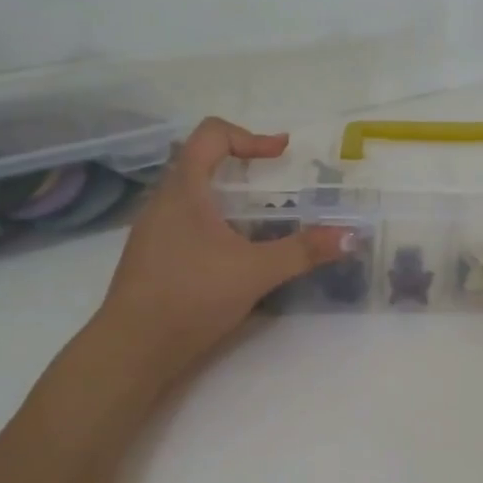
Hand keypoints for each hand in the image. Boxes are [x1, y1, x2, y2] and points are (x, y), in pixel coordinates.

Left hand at [90, 118, 348, 387]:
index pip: (211, 134)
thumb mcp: (256, 272)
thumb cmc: (192, 296)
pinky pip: (184, 221)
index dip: (249, 136)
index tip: (280, 154)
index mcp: (184, 189)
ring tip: (258, 220)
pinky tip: (231, 254)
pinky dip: (212, 222)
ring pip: (191, 194)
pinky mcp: (150, 256)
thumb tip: (349, 236)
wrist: (132, 348)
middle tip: (274, 183)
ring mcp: (152, 229)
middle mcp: (162, 201)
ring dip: (226, 196)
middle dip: (240, 165)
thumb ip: (303, 251)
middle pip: (199, 161)